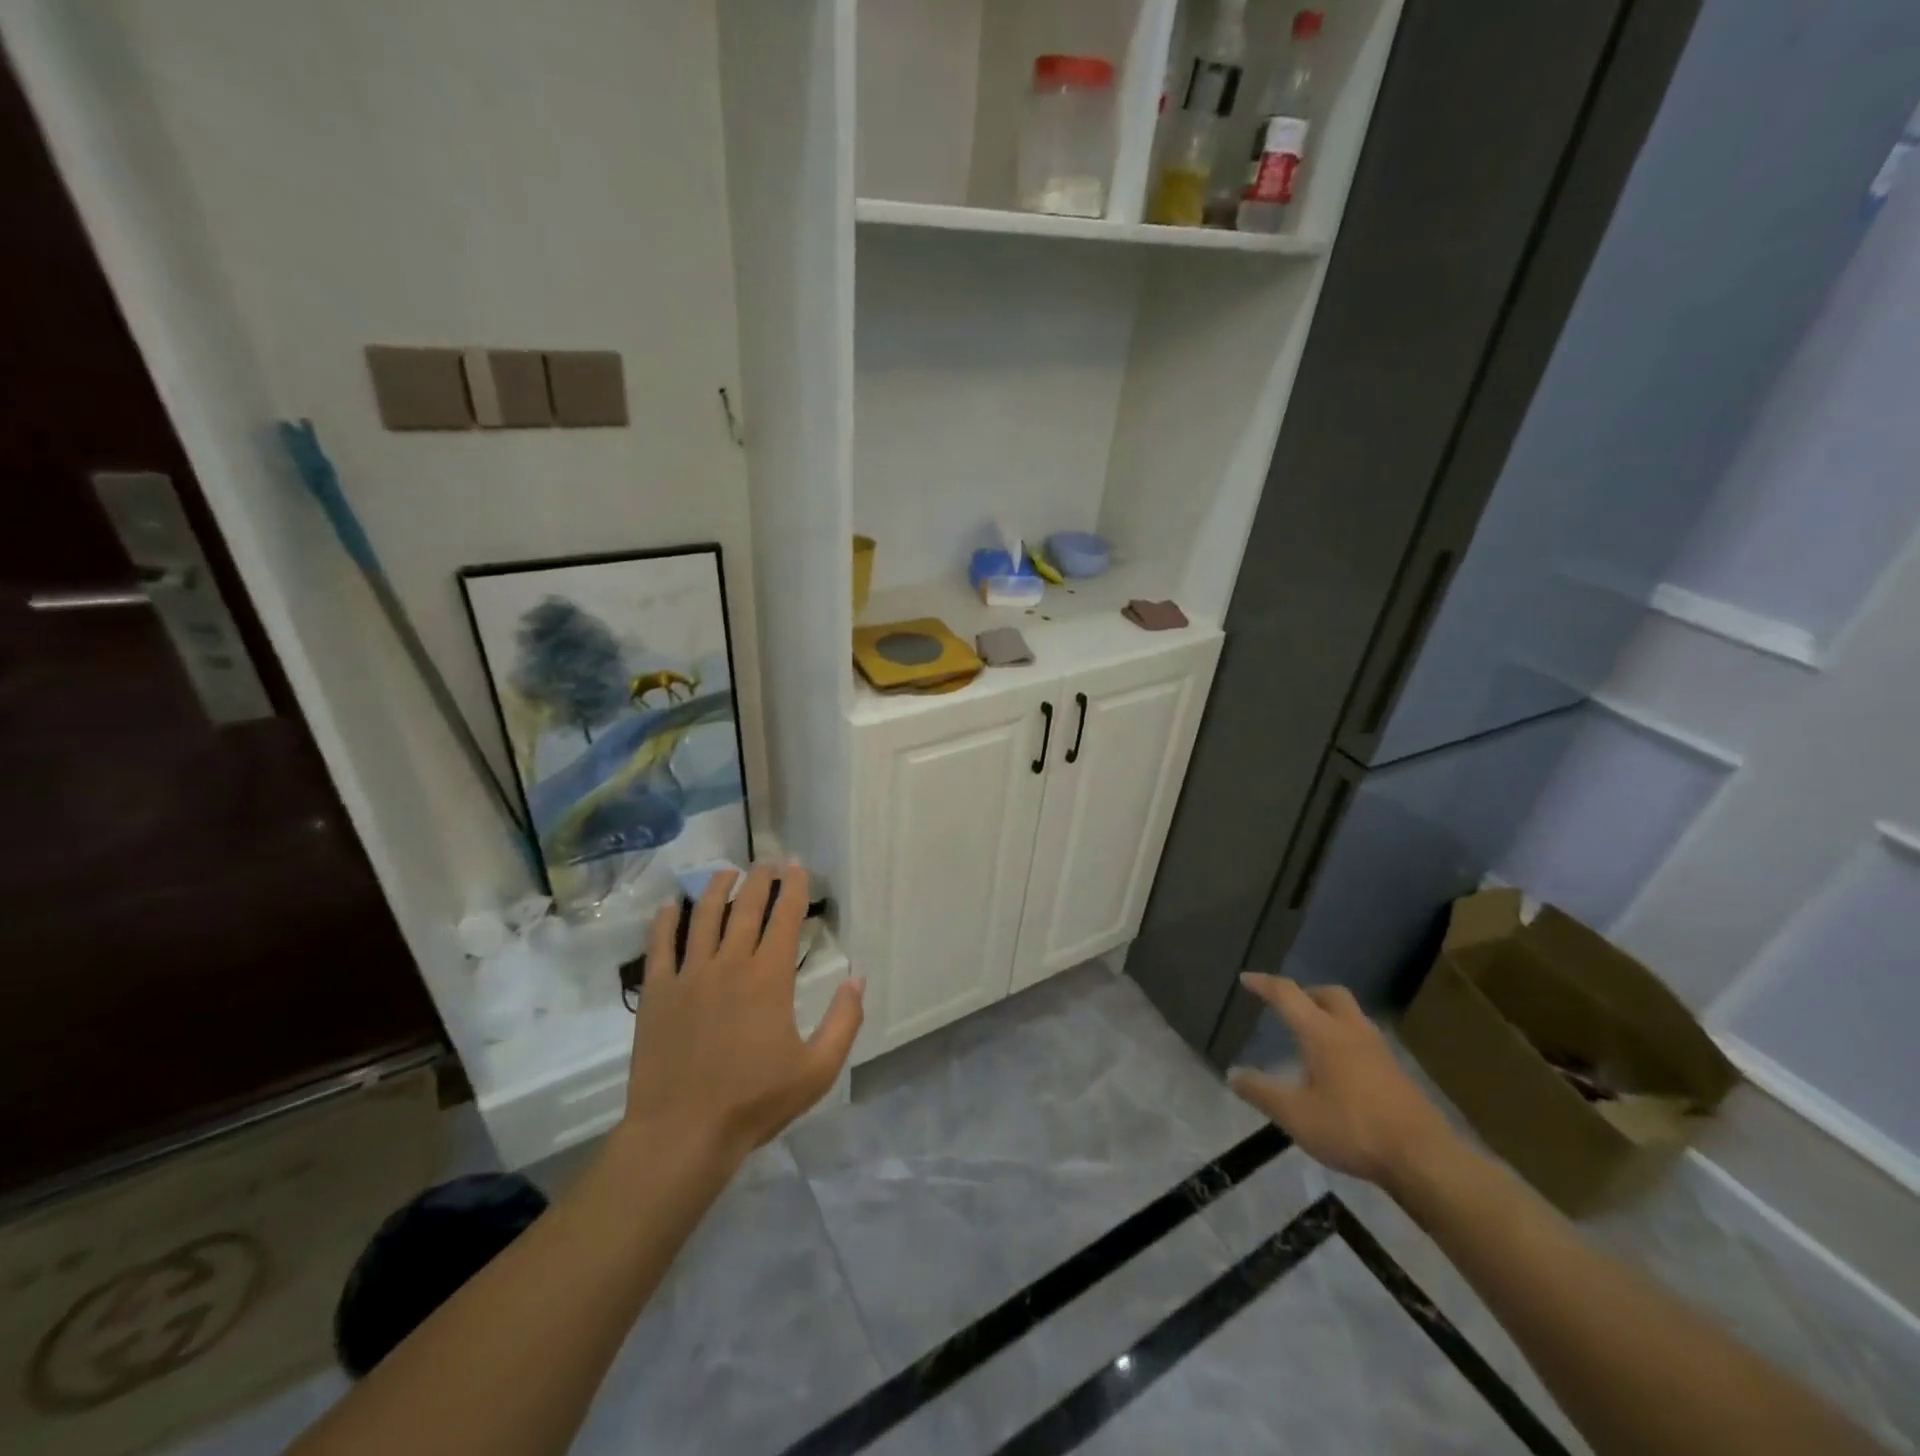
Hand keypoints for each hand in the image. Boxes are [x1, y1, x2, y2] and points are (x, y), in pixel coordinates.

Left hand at [620, 863, 863, 1165]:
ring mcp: (688, 976)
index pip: (785, 917)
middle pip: (745, 909)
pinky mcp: (656, 993)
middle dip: (759, 880)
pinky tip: (669, 905)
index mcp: (769, 977)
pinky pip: (659, 946)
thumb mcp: (817, 1070)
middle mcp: (729, 964)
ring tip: (725, 872)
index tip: (796, 866)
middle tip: (766, 863)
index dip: (793, 888)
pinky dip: (664, 921)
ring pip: (703, 917)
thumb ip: (844, 1020)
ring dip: (716, 889)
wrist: (682, 1134)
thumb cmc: (754, 1102)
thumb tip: (858, 978)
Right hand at [1227, 973, 1453, 1194]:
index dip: (1264, 984)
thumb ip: (1261, 1092)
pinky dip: (1347, 1039)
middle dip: (1307, 992)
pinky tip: (1342, 1068)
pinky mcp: (1398, 1073)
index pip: (1288, 994)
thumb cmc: (1352, 1129)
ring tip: (1314, 1036)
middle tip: (1290, 1006)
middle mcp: (1352, 1031)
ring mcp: (1380, 1051)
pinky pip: (1366, 1039)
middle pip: (1330, 994)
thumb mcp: (1295, 1115)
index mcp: (1322, 1033)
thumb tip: (1233, 1074)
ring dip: (1330, 1014)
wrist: (1424, 1159)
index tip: (1247, 978)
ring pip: (1352, 1015)